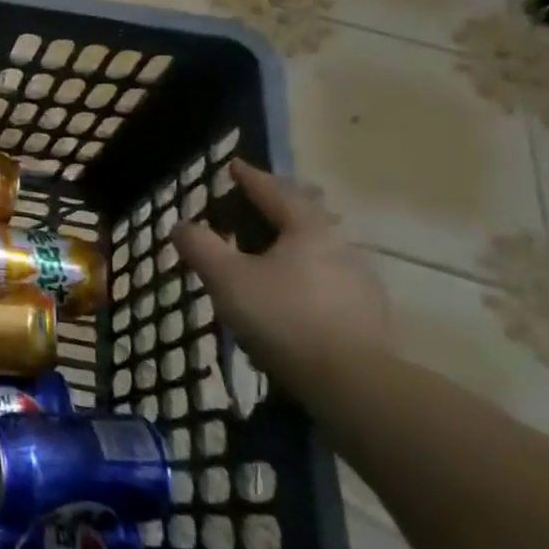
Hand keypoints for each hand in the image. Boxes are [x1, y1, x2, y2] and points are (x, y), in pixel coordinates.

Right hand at [169, 161, 390, 399]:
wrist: (352, 383)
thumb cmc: (283, 317)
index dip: (250, 178)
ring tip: (270, 251)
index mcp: (308, 229)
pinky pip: (329, 279)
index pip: (274, 191)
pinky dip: (306, 274)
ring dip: (293, 242)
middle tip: (257, 204)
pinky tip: (293, 292)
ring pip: (321, 248)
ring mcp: (360, 282)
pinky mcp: (366, 315)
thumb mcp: (227, 279)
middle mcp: (341, 246)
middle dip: (280, 206)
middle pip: (306, 215)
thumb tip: (181, 224)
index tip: (233, 166)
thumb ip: (201, 247)